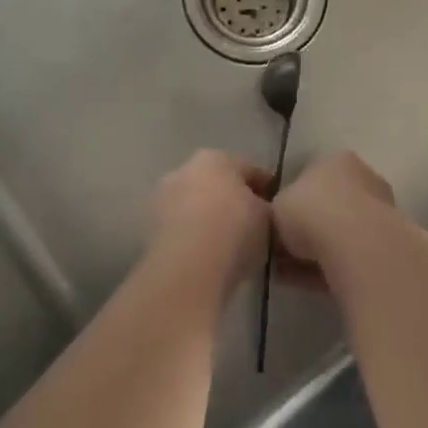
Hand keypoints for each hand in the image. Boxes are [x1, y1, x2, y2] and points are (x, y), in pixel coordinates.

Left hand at [147, 150, 272, 291]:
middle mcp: (184, 169)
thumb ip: (268, 209)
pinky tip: (208, 257)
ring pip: (196, 206)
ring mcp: (162, 198)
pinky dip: (194, 237)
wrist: (187, 269)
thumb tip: (264, 212)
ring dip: (210, 219)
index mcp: (216, 157)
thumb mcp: (269, 219)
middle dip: (233, 201)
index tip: (278, 208)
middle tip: (253, 226)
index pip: (250, 169)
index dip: (267, 189)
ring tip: (230, 246)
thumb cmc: (234, 231)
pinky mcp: (149, 228)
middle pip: (218, 184)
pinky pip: (181, 228)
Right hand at [272, 150, 396, 281]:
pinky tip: (303, 284)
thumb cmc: (310, 211)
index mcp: (337, 161)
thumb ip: (278, 211)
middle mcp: (363, 180)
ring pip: (338, 235)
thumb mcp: (276, 205)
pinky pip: (348, 257)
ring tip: (285, 273)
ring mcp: (379, 214)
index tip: (276, 224)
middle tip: (280, 250)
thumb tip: (279, 224)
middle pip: (328, 206)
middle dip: (305, 229)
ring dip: (314, 252)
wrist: (355, 245)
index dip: (292, 202)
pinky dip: (326, 269)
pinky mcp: (385, 248)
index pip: (312, 177)